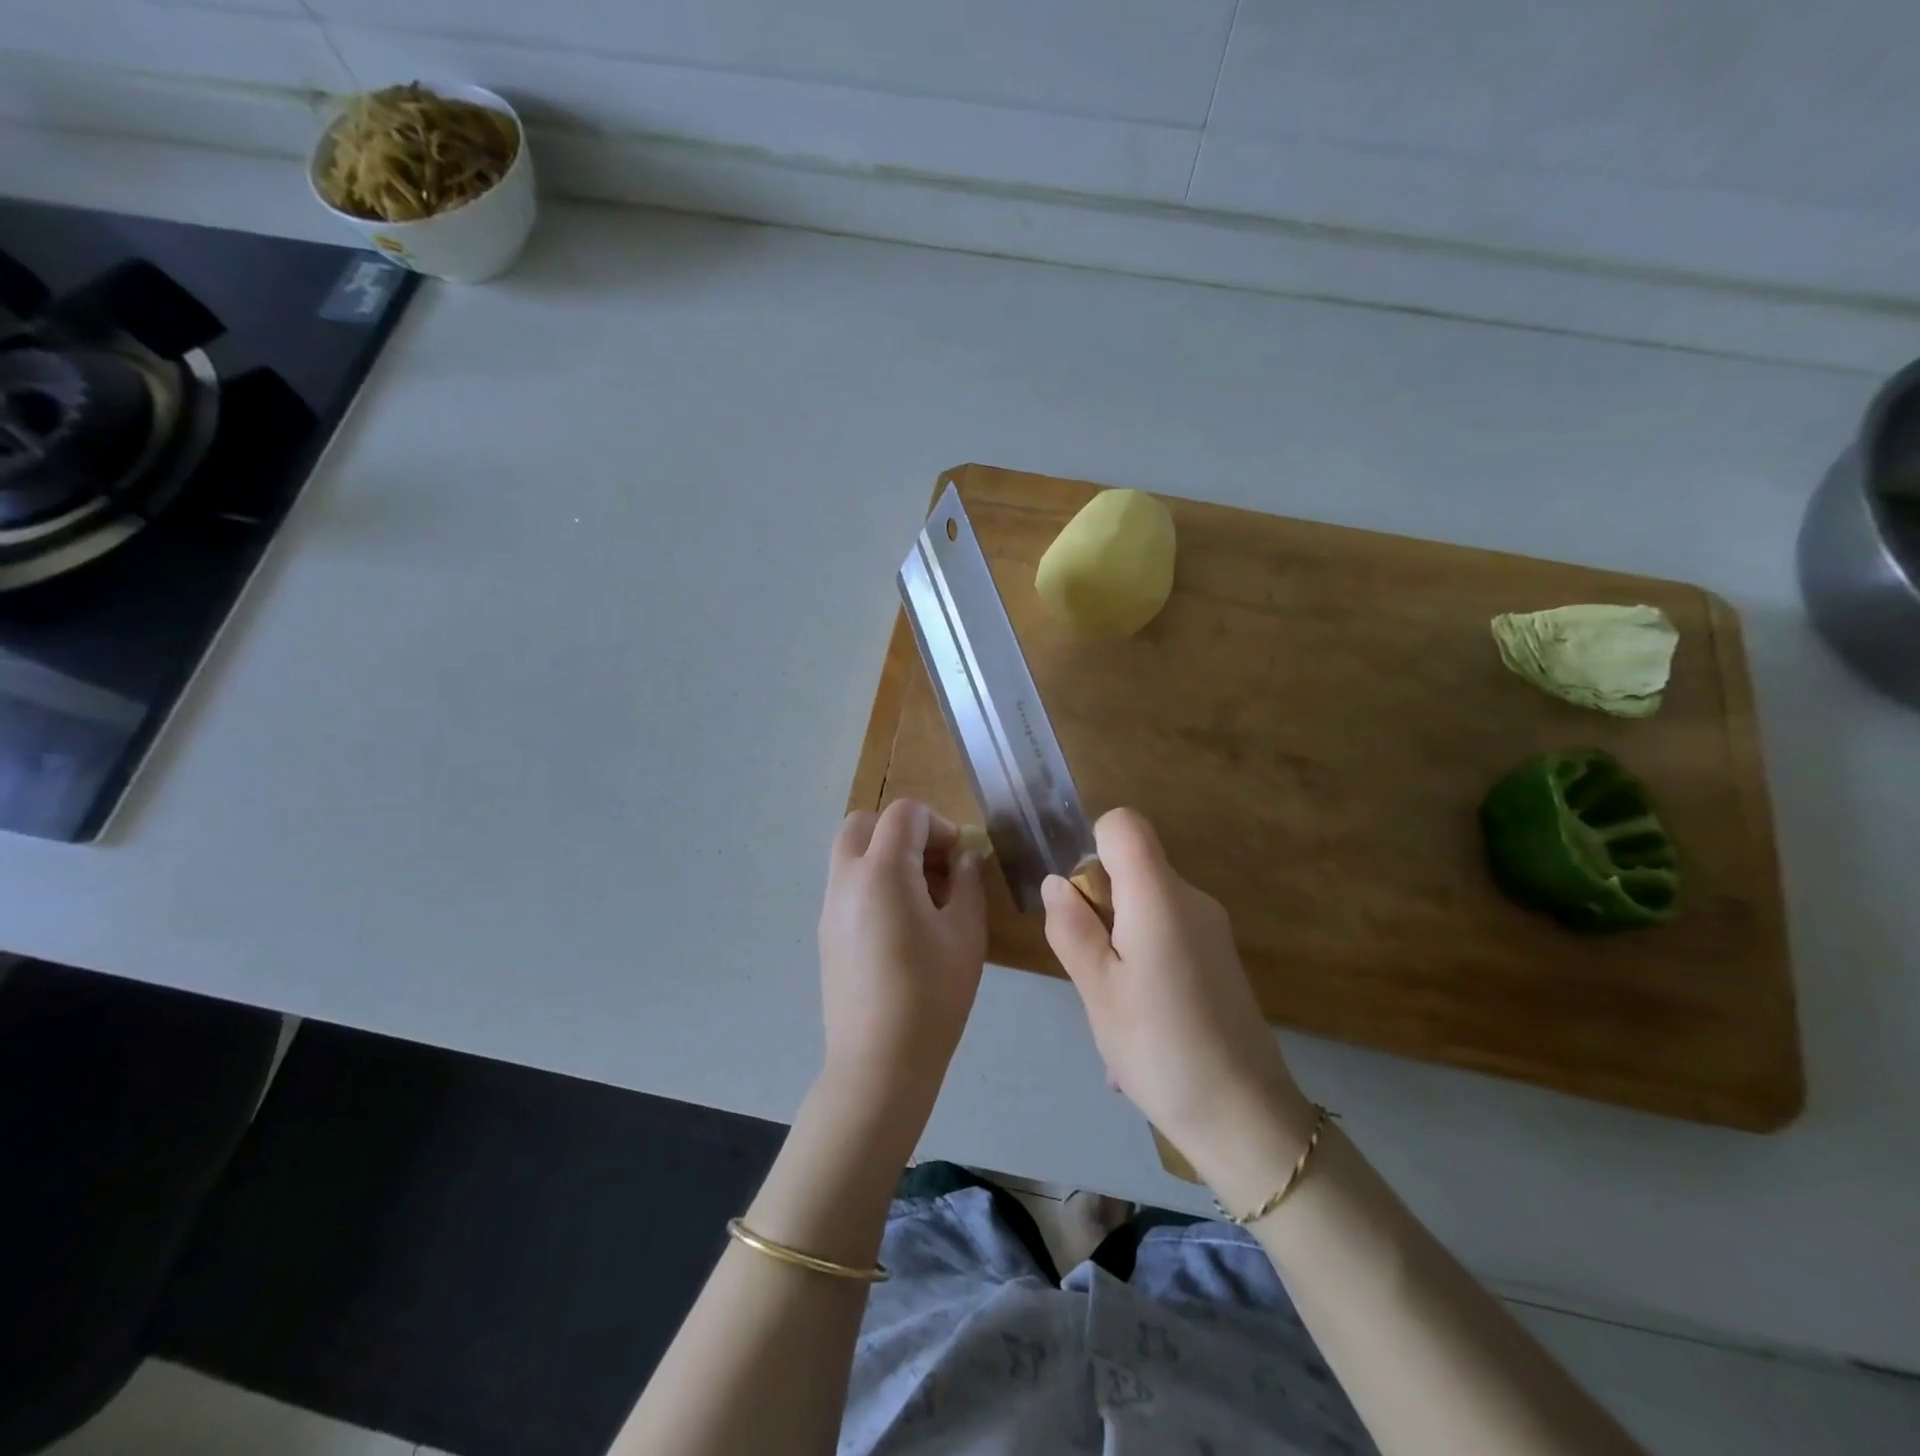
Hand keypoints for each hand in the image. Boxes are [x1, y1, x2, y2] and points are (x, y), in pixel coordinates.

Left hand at [817, 800, 986, 1119]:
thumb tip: (962, 859)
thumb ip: (967, 883)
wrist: (879, 1062)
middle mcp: (846, 879)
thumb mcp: (966, 933)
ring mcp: (829, 906)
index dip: (938, 825)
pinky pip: (846, 885)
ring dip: (885, 856)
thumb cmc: (932, 995)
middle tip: (934, 868)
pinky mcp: (825, 933)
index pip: (904, 814)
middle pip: (865, 822)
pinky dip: (871, 882)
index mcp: (882, 871)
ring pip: (850, 853)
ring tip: (921, 899)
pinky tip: (899, 927)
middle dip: (903, 832)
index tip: (958, 861)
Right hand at [1042, 808, 1312, 1198]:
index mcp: (1160, 896)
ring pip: (1145, 904)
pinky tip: (1142, 1018)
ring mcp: (1211, 927)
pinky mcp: (1219, 955)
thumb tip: (1057, 883)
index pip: (1123, 824)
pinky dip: (1142, 957)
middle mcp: (1191, 898)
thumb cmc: (1160, 1049)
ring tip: (1116, 1005)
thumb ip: (1072, 928)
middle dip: (1099, 905)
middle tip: (1095, 971)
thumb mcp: (1097, 991)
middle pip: (1132, 866)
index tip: (1083, 904)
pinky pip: (1166, 933)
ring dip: (1118, 939)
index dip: (1093, 848)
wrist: (1246, 1119)